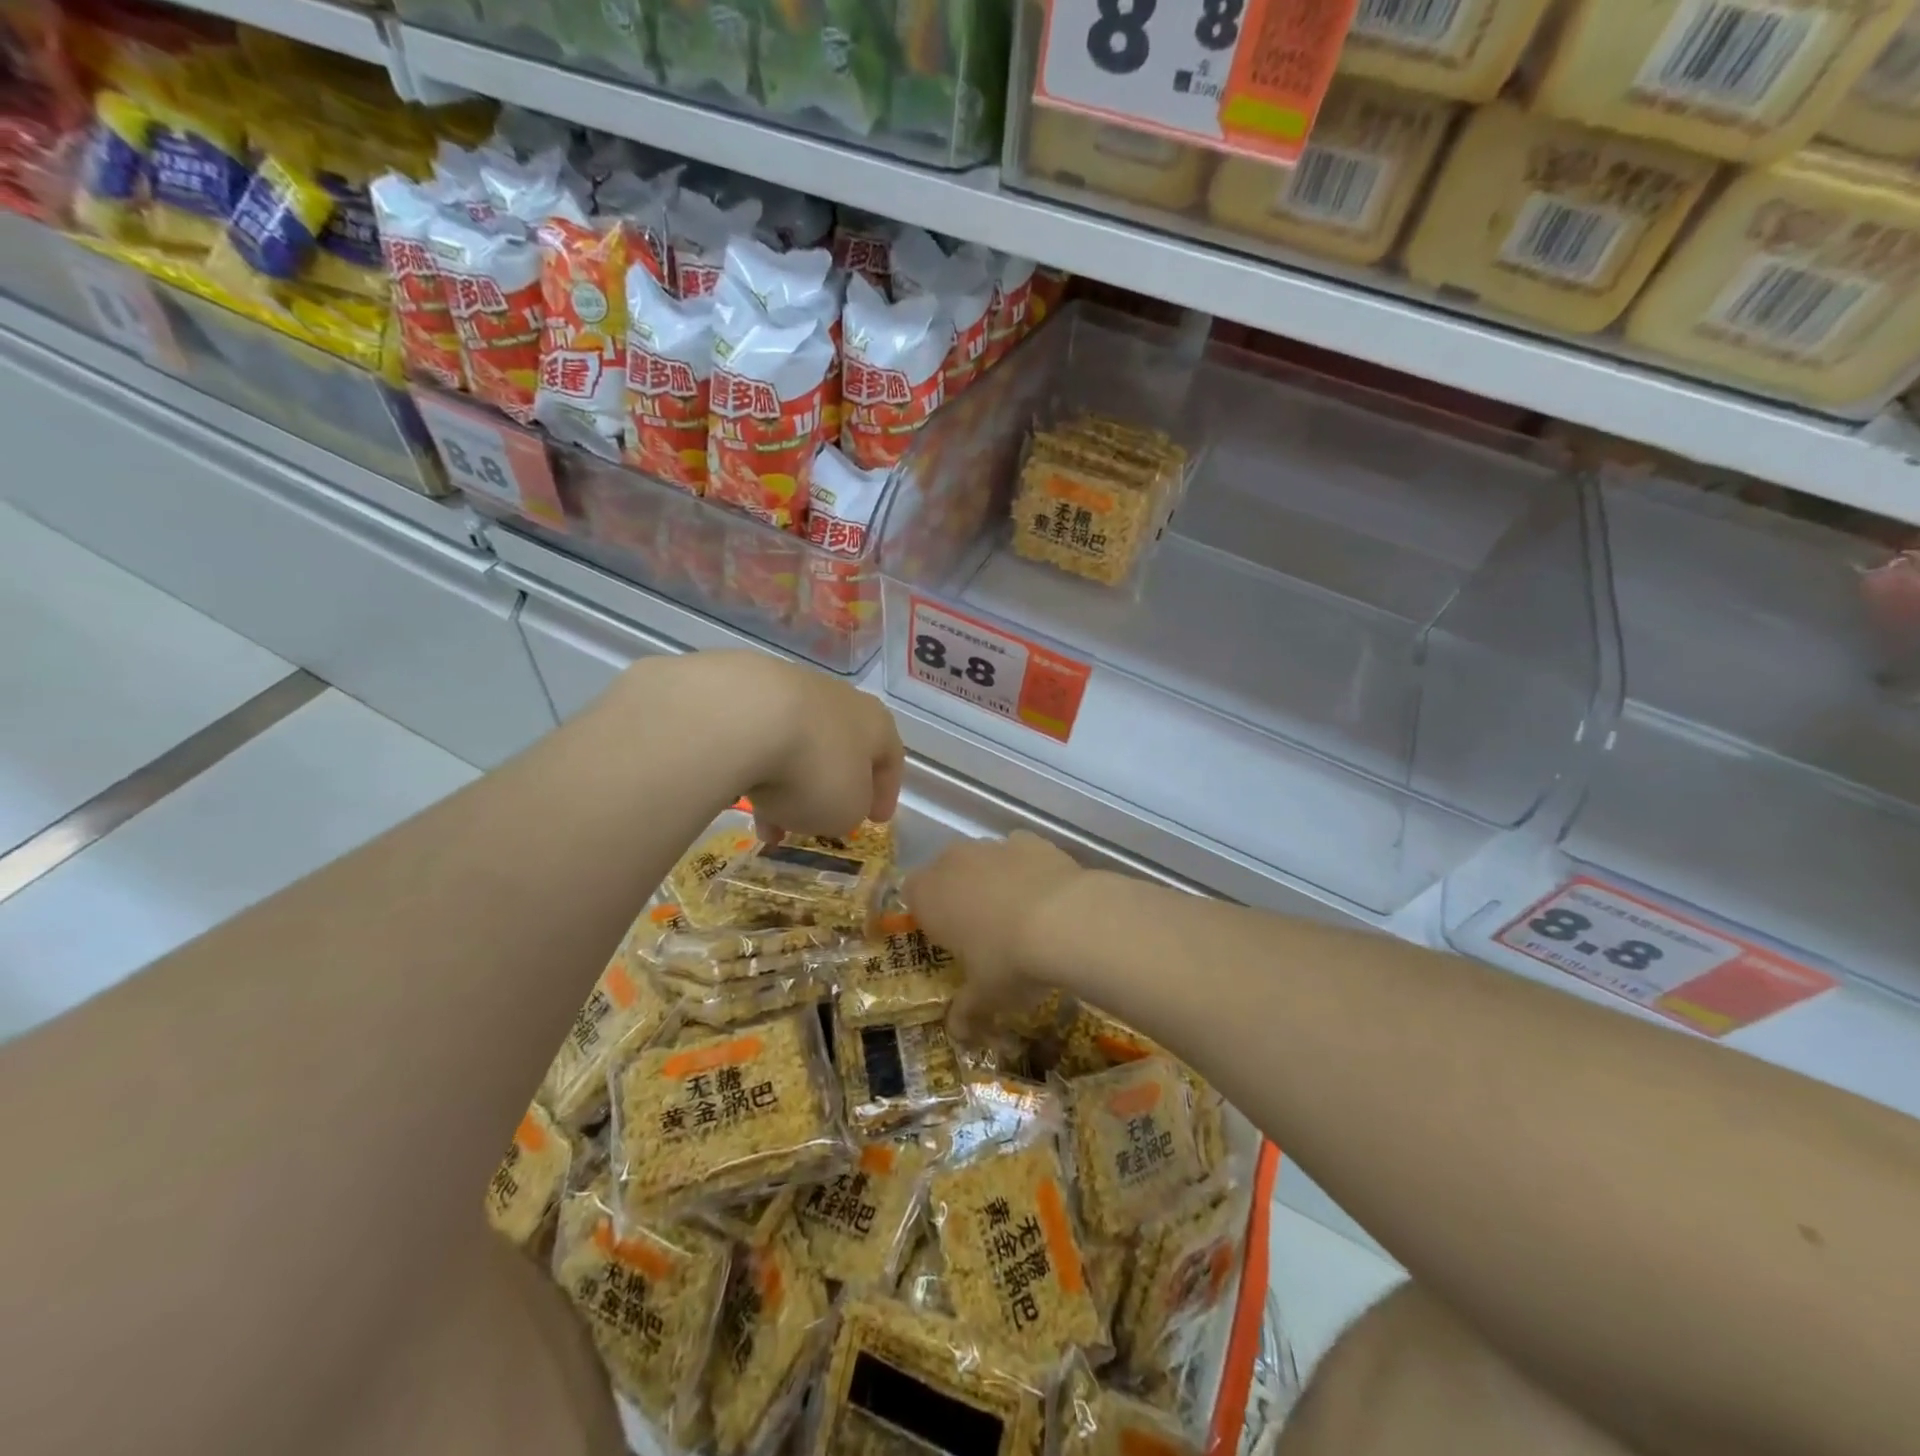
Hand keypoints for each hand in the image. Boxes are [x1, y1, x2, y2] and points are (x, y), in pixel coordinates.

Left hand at [611, 652, 903, 839]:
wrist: (742, 718)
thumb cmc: (814, 770)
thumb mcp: (846, 811)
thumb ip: (851, 810)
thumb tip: (838, 805)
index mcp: (875, 723)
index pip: (890, 759)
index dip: (886, 793)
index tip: (876, 820)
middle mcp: (838, 698)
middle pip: (839, 749)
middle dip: (828, 789)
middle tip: (816, 822)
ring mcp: (790, 687)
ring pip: (795, 744)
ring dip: (786, 782)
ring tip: (765, 820)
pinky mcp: (744, 687)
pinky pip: (758, 735)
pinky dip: (754, 764)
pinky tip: (737, 789)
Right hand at [905, 832, 1087, 1037]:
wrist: (1066, 920)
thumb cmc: (1007, 961)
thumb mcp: (985, 996)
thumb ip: (966, 1012)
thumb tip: (957, 1035)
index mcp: (928, 895)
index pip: (911, 895)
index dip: (927, 916)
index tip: (948, 940)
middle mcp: (953, 862)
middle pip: (946, 874)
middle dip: (959, 897)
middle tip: (983, 932)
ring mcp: (992, 846)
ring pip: (983, 861)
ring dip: (992, 881)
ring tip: (1021, 917)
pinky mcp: (1029, 840)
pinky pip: (1018, 853)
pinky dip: (1026, 869)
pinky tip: (1046, 896)